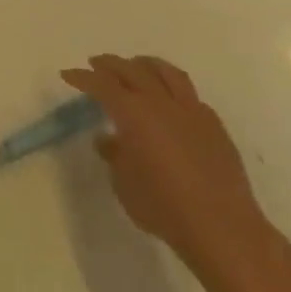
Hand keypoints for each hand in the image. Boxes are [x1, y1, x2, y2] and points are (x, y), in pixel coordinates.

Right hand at [60, 54, 277, 278]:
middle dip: (111, 64)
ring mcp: (192, 112)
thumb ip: (114, 155)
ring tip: (135, 65)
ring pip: (167, 73)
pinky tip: (168, 100)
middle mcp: (162, 104)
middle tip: (96, 64)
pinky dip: (172, 88)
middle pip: (133, 70)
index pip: (102, 85)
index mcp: (134, 114)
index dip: (83, 77)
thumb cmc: (162, 206)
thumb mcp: (123, 183)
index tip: (68, 74)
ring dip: (145, 64)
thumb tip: (109, 139)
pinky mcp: (214, 126)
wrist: (222, 227)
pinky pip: (189, 95)